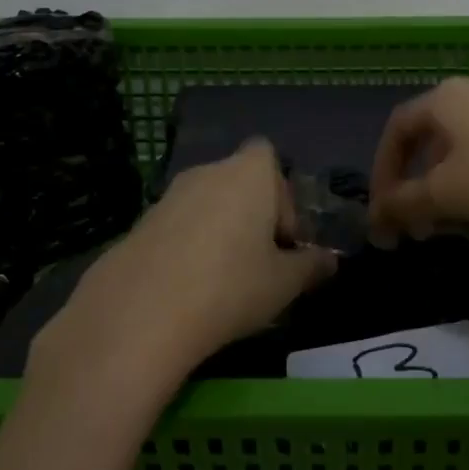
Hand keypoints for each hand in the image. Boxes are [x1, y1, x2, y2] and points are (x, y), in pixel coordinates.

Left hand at [45, 140, 337, 378]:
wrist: (140, 313)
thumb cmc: (230, 285)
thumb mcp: (284, 283)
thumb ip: (311, 267)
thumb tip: (330, 262)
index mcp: (249, 172)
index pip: (268, 156)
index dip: (281, 194)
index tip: (283, 239)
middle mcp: (208, 171)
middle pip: (239, 182)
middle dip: (252, 217)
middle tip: (260, 265)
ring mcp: (168, 196)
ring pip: (207, 206)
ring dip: (219, 233)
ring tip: (223, 283)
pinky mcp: (139, 224)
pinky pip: (177, 228)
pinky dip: (188, 249)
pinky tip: (188, 291)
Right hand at [368, 77, 468, 240]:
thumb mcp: (447, 194)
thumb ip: (405, 204)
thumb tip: (377, 217)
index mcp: (445, 99)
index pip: (397, 129)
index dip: (383, 172)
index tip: (384, 213)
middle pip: (433, 138)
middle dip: (419, 185)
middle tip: (421, 226)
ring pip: (467, 146)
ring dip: (452, 186)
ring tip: (461, 224)